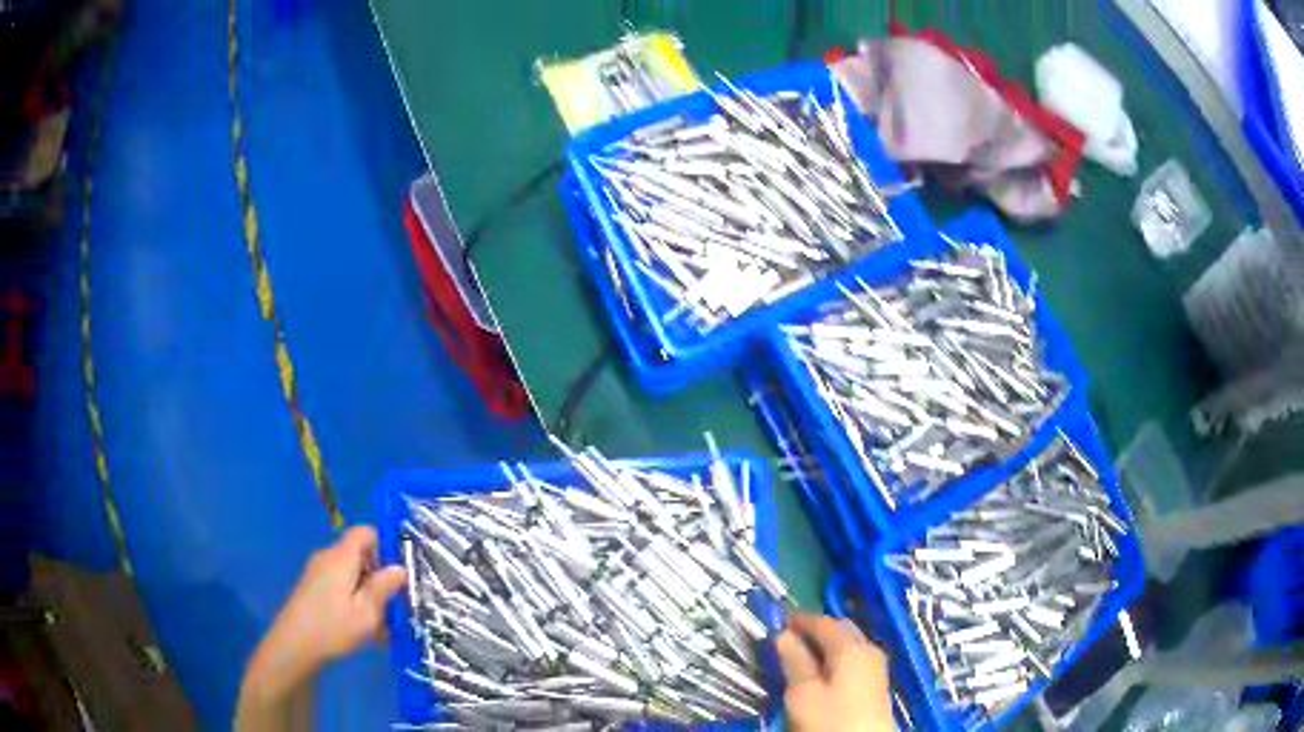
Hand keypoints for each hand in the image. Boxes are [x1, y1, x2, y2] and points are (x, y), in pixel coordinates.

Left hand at [243, 526, 406, 699]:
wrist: (294, 646)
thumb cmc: (333, 626)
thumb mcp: (367, 611)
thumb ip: (384, 587)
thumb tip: (400, 568)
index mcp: (342, 557)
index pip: (366, 532)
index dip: (385, 547)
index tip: (397, 576)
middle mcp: (328, 558)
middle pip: (360, 556)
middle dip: (379, 579)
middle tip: (394, 608)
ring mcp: (318, 574)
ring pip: (352, 576)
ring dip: (369, 597)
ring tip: (382, 628)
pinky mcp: (313, 590)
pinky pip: (341, 587)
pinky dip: (355, 603)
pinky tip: (365, 631)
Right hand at [776, 612, 892, 731]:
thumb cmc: (830, 720)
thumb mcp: (803, 693)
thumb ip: (794, 662)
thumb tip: (783, 635)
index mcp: (852, 647)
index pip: (824, 622)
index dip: (800, 619)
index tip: (777, 620)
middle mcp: (869, 649)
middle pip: (841, 630)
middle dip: (816, 630)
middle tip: (788, 635)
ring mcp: (876, 667)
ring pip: (848, 645)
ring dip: (825, 645)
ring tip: (799, 655)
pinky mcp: (875, 685)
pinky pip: (852, 660)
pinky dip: (834, 659)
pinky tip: (820, 672)